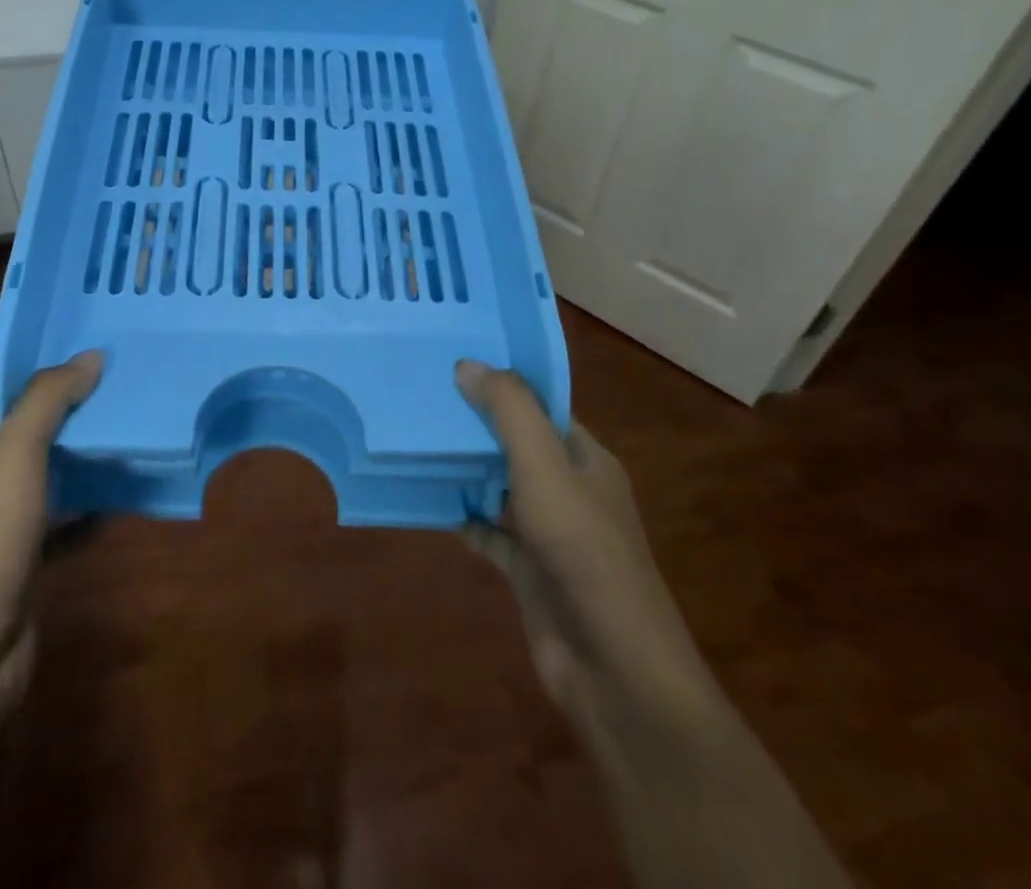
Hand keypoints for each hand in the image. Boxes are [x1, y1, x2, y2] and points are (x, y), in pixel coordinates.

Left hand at [0, 350, 102, 725]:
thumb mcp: (15, 458)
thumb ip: (48, 401)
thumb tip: (91, 357)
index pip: (16, 394)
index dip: (55, 372)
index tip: (104, 353)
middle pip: (41, 431)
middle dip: (82, 410)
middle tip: (133, 387)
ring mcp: (9, 523)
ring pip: (58, 473)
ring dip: (93, 456)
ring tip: (140, 430)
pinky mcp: (31, 558)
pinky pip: (70, 517)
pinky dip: (96, 504)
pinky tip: (129, 494)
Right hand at [456, 360, 708, 729]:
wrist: (612, 666)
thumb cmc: (582, 549)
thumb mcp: (544, 466)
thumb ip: (509, 411)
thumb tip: (467, 364)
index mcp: (585, 458)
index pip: (542, 406)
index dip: (503, 384)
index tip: (454, 364)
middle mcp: (570, 489)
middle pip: (518, 443)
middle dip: (477, 424)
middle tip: (424, 398)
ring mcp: (550, 532)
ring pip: (502, 486)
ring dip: (468, 469)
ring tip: (418, 440)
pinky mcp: (530, 571)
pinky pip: (491, 532)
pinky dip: (466, 518)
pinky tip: (433, 505)